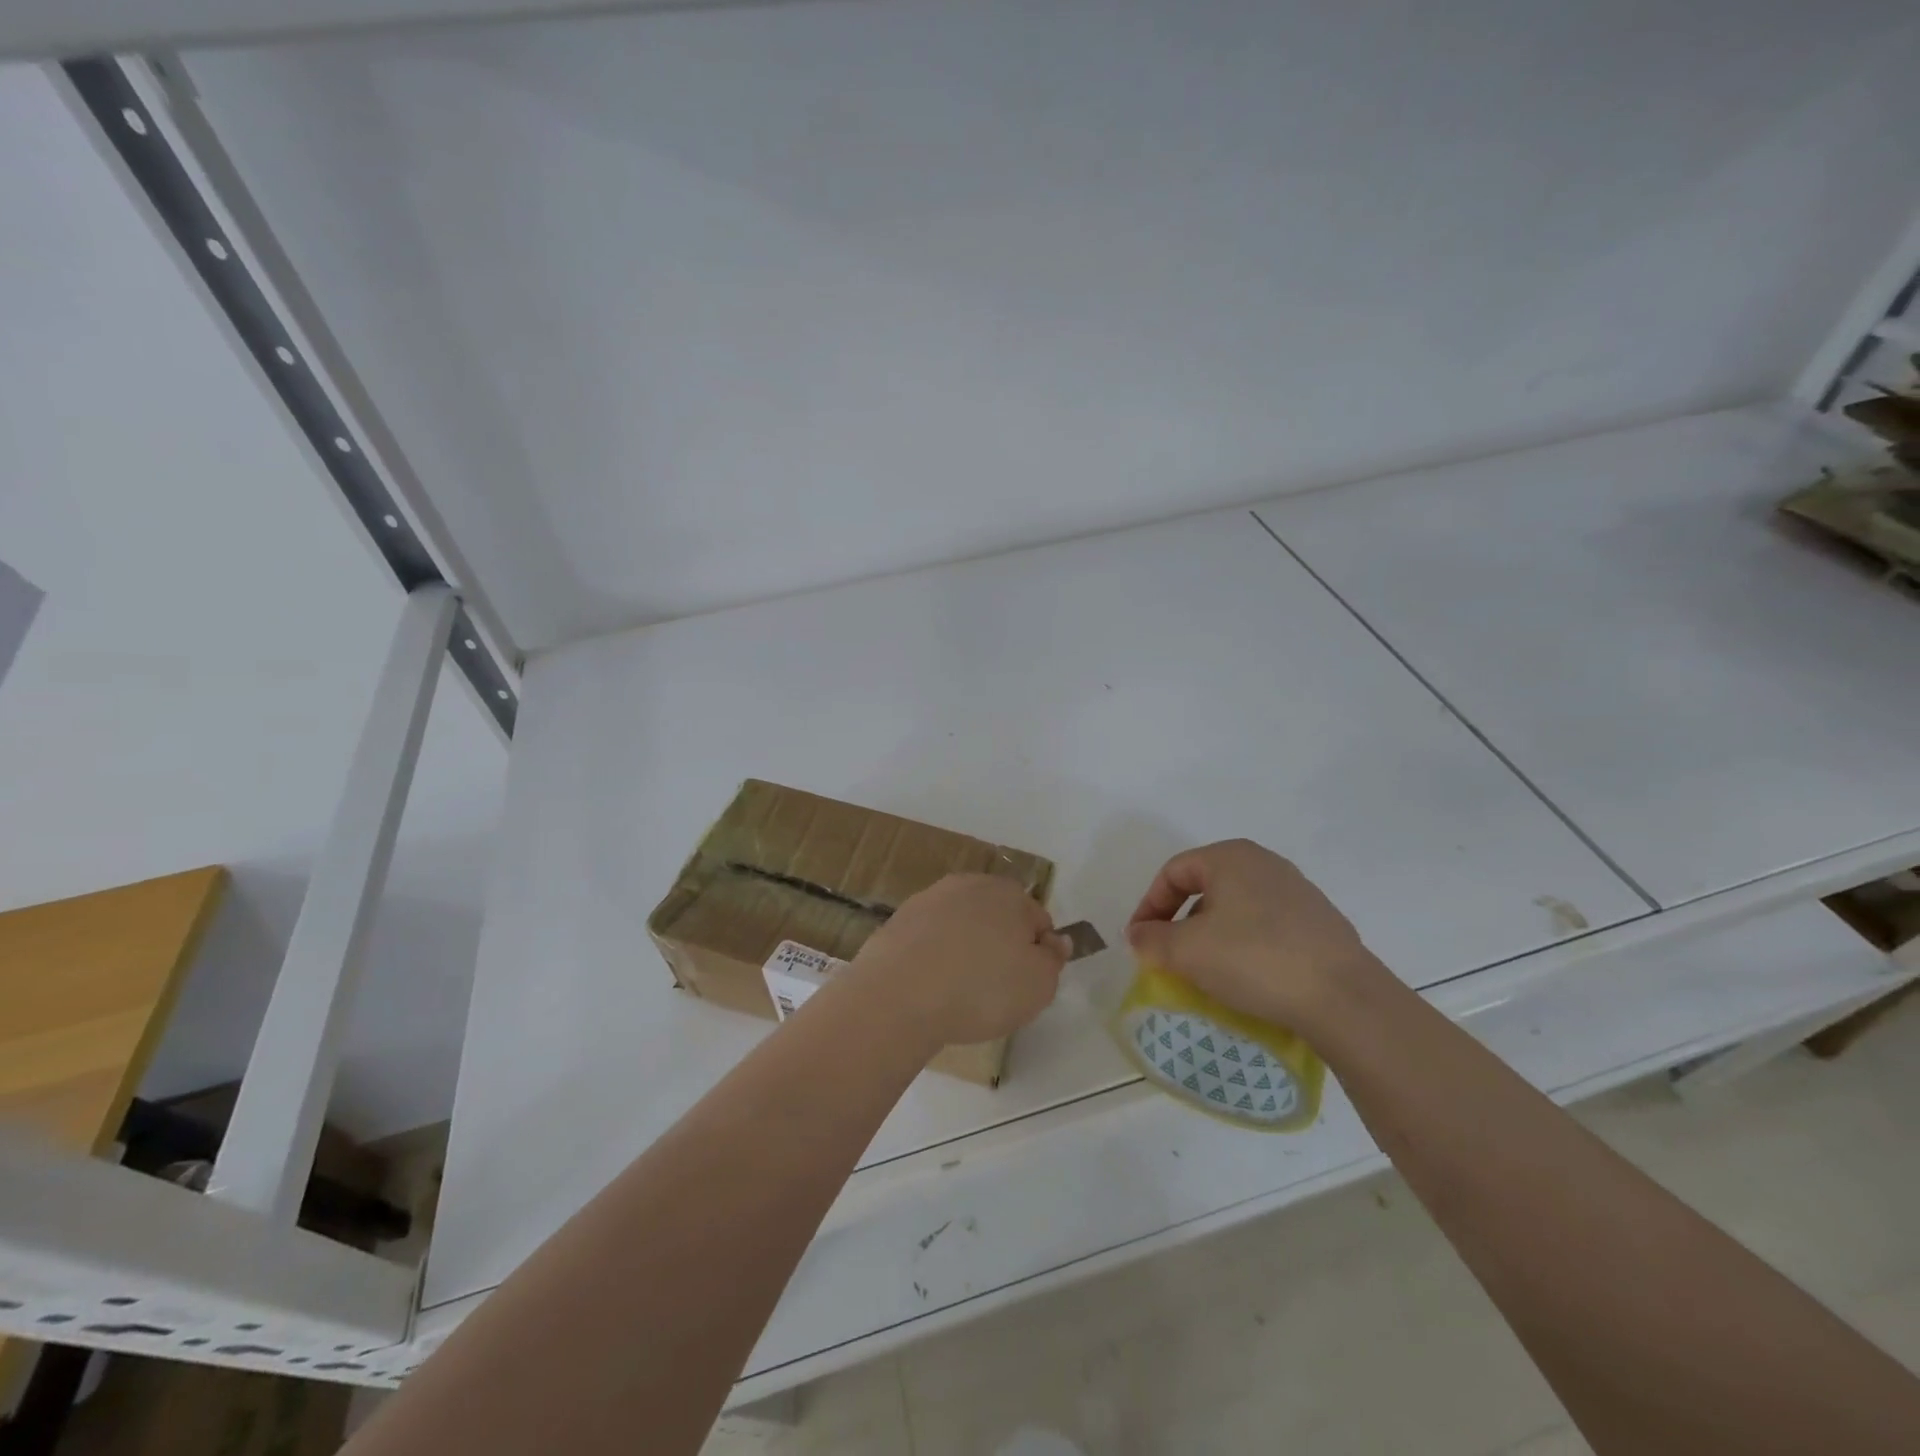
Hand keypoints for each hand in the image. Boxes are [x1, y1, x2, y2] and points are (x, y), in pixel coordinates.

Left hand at [851, 874, 1068, 1046]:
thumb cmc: (981, 989)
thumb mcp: (1039, 985)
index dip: (1039, 953)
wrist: (898, 995)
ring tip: (959, 991)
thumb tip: (1055, 940)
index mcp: (1009, 893)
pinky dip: (934, 957)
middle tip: (996, 989)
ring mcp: (929, 899)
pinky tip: (930, 986)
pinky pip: (929, 939)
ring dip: (965, 949)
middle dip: (1000, 945)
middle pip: (997, 916)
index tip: (1028, 984)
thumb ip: (1053, 960)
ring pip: (961, 925)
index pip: (1038, 920)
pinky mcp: (898, 920)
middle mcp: (969, 885)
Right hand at [1126, 839, 1380, 1028]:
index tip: (1140, 942)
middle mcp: (1265, 864)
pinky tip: (1248, 978)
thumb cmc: (1254, 959)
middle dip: (1180, 922)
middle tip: (1170, 956)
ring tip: (1207, 972)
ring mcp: (1298, 892)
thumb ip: (1150, 940)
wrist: (1345, 999)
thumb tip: (1139, 936)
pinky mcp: (1320, 923)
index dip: (1148, 906)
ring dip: (1212, 936)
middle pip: (1205, 888)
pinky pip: (1266, 928)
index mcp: (1231, 856)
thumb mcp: (1186, 951)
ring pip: (1237, 909)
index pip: (1173, 872)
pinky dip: (1245, 947)